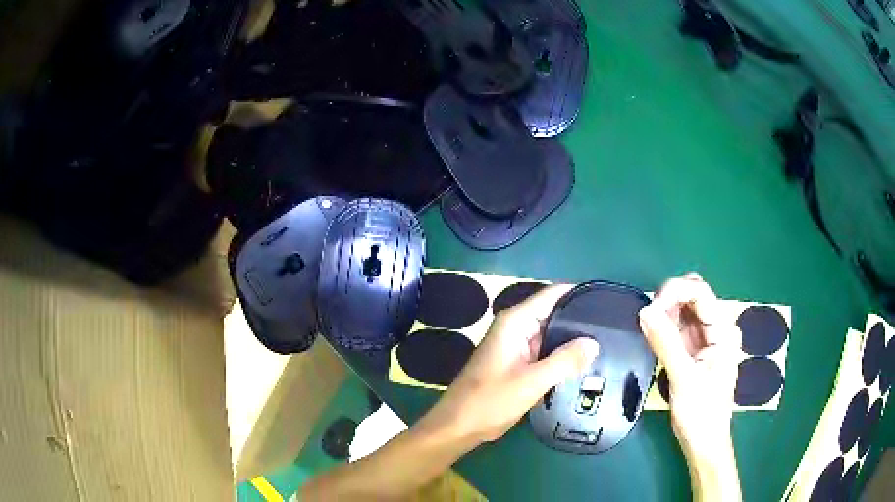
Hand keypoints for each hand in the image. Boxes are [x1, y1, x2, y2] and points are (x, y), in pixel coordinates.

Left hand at [418, 285, 600, 447]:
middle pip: (553, 313)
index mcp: (515, 322)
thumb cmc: (490, 401)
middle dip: (579, 318)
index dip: (578, 293)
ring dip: (572, 338)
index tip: (605, 299)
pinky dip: (562, 354)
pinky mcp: (518, 363)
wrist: (459, 426)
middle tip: (611, 326)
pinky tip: (583, 362)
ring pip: (551, 334)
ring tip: (606, 341)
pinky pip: (545, 351)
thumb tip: (594, 342)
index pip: (552, 295)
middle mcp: (515, 327)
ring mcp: (516, 345)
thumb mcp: (532, 381)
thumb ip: (564, 360)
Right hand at [638, 273, 741, 500]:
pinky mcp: (693, 349)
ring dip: (664, 313)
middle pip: (692, 295)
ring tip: (649, 330)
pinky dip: (664, 326)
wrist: (703, 442)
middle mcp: (717, 328)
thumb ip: (665, 343)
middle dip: (669, 300)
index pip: (700, 292)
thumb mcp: (683, 378)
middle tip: (648, 318)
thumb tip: (645, 311)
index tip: (650, 309)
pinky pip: (677, 326)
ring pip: (683, 309)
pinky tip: (653, 336)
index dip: (674, 292)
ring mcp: (706, 338)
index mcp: (724, 330)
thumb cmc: (701, 413)